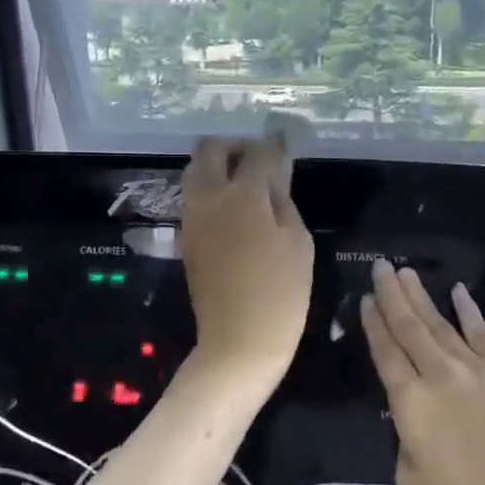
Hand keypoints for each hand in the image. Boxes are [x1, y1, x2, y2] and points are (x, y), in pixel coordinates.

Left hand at [179, 136, 314, 393]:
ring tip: (247, 185)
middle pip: (210, 149)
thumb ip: (283, 200)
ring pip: (195, 171)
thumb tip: (274, 176)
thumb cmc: (281, 293)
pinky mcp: (186, 237)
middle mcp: (209, 197)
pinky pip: (194, 197)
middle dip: (235, 146)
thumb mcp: (298, 242)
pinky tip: (235, 208)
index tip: (285, 142)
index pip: (258, 152)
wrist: (238, 342)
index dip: (274, 144)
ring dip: (218, 167)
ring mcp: (192, 217)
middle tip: (259, 161)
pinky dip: (211, 190)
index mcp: (243, 195)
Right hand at [360, 261, 484, 484]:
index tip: (364, 299)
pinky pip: (482, 333)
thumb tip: (414, 422)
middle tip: (381, 266)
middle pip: (410, 327)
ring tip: (406, 272)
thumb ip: (405, 441)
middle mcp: (439, 374)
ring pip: (441, 323)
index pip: (385, 352)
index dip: (373, 324)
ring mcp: (476, 368)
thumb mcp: (412, 482)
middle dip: (392, 295)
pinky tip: (458, 292)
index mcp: (410, 402)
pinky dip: (469, 311)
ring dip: (421, 297)